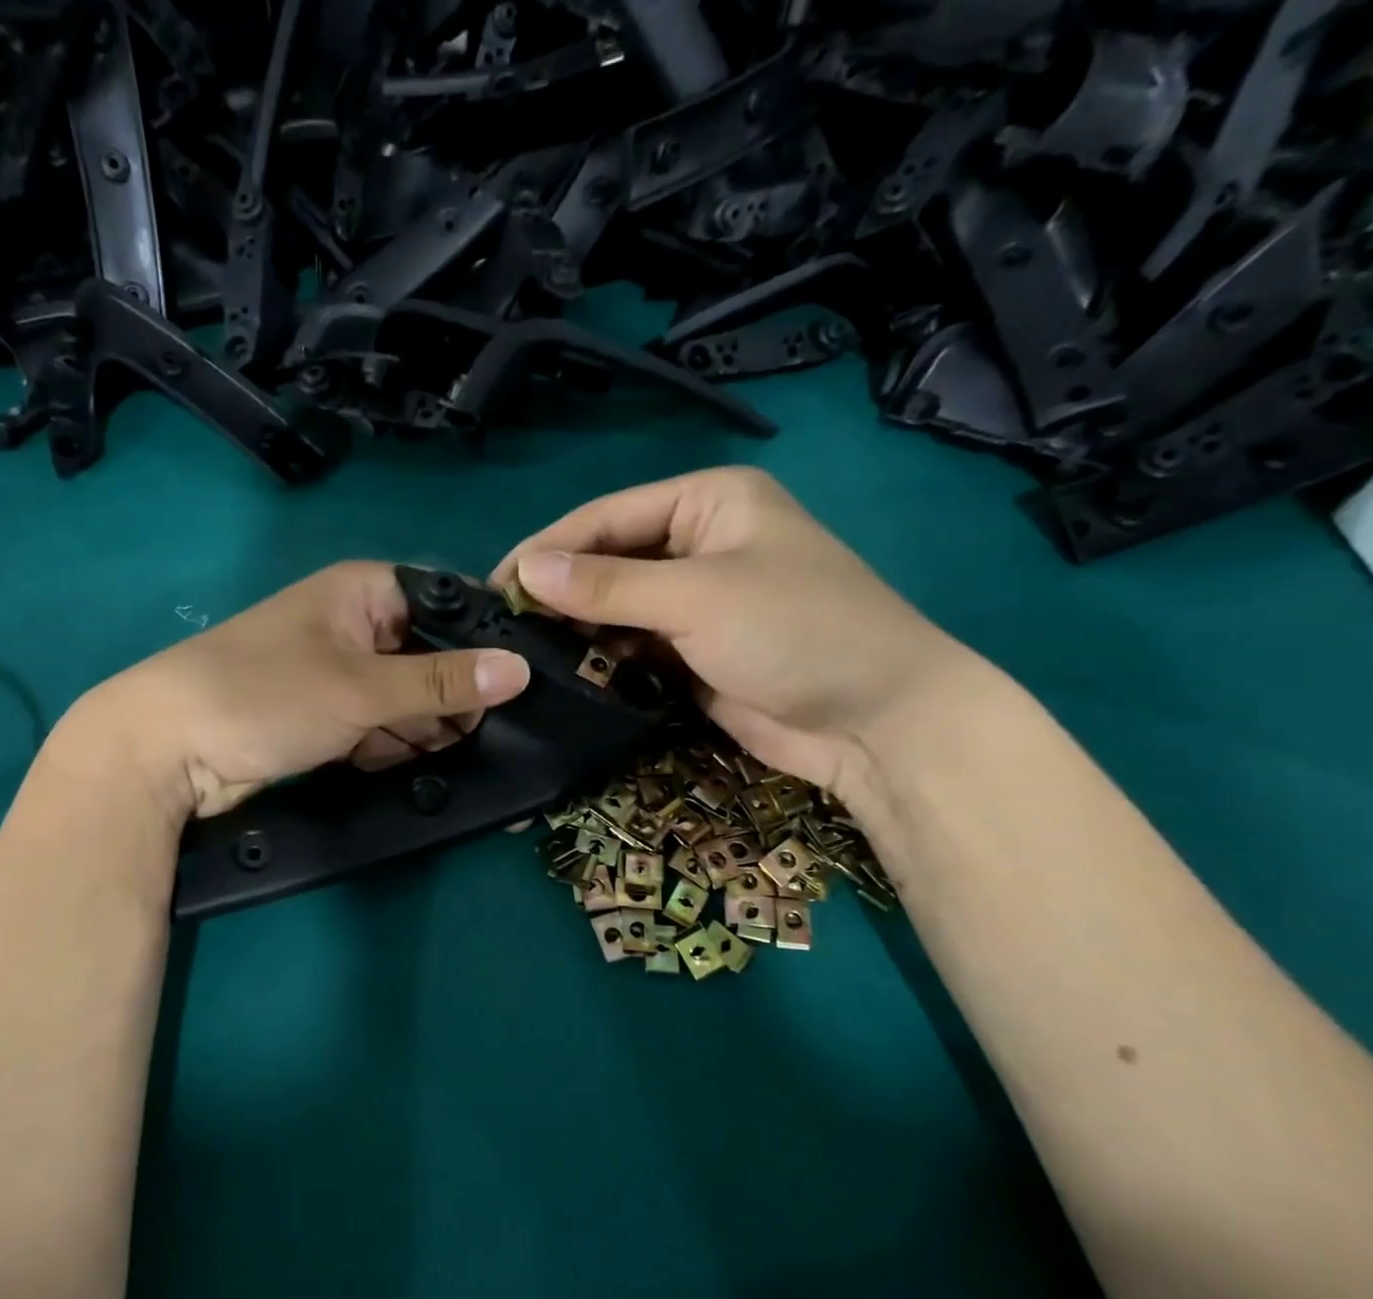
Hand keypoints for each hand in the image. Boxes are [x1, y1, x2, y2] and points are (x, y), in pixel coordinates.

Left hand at [63, 562, 531, 819]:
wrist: (164, 752)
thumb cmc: (266, 695)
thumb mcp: (363, 688)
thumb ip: (443, 682)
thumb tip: (520, 670)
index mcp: (365, 592)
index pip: (447, 605)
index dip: (484, 644)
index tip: (520, 687)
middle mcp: (356, 626)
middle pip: (431, 658)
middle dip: (455, 700)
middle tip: (493, 738)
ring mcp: (340, 675)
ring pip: (407, 700)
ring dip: (426, 730)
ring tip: (461, 759)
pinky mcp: (326, 718)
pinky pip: (379, 728)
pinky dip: (394, 748)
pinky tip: (414, 767)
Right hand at [492, 467, 978, 794]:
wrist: (877, 722)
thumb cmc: (797, 631)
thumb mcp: (697, 597)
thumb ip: (607, 586)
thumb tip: (524, 570)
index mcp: (707, 503)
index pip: (607, 518)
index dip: (549, 548)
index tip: (494, 585)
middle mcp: (697, 544)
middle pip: (608, 562)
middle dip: (559, 593)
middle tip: (501, 626)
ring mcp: (695, 602)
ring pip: (615, 608)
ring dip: (576, 630)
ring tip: (522, 653)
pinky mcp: (692, 652)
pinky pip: (632, 647)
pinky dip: (602, 659)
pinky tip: (564, 674)